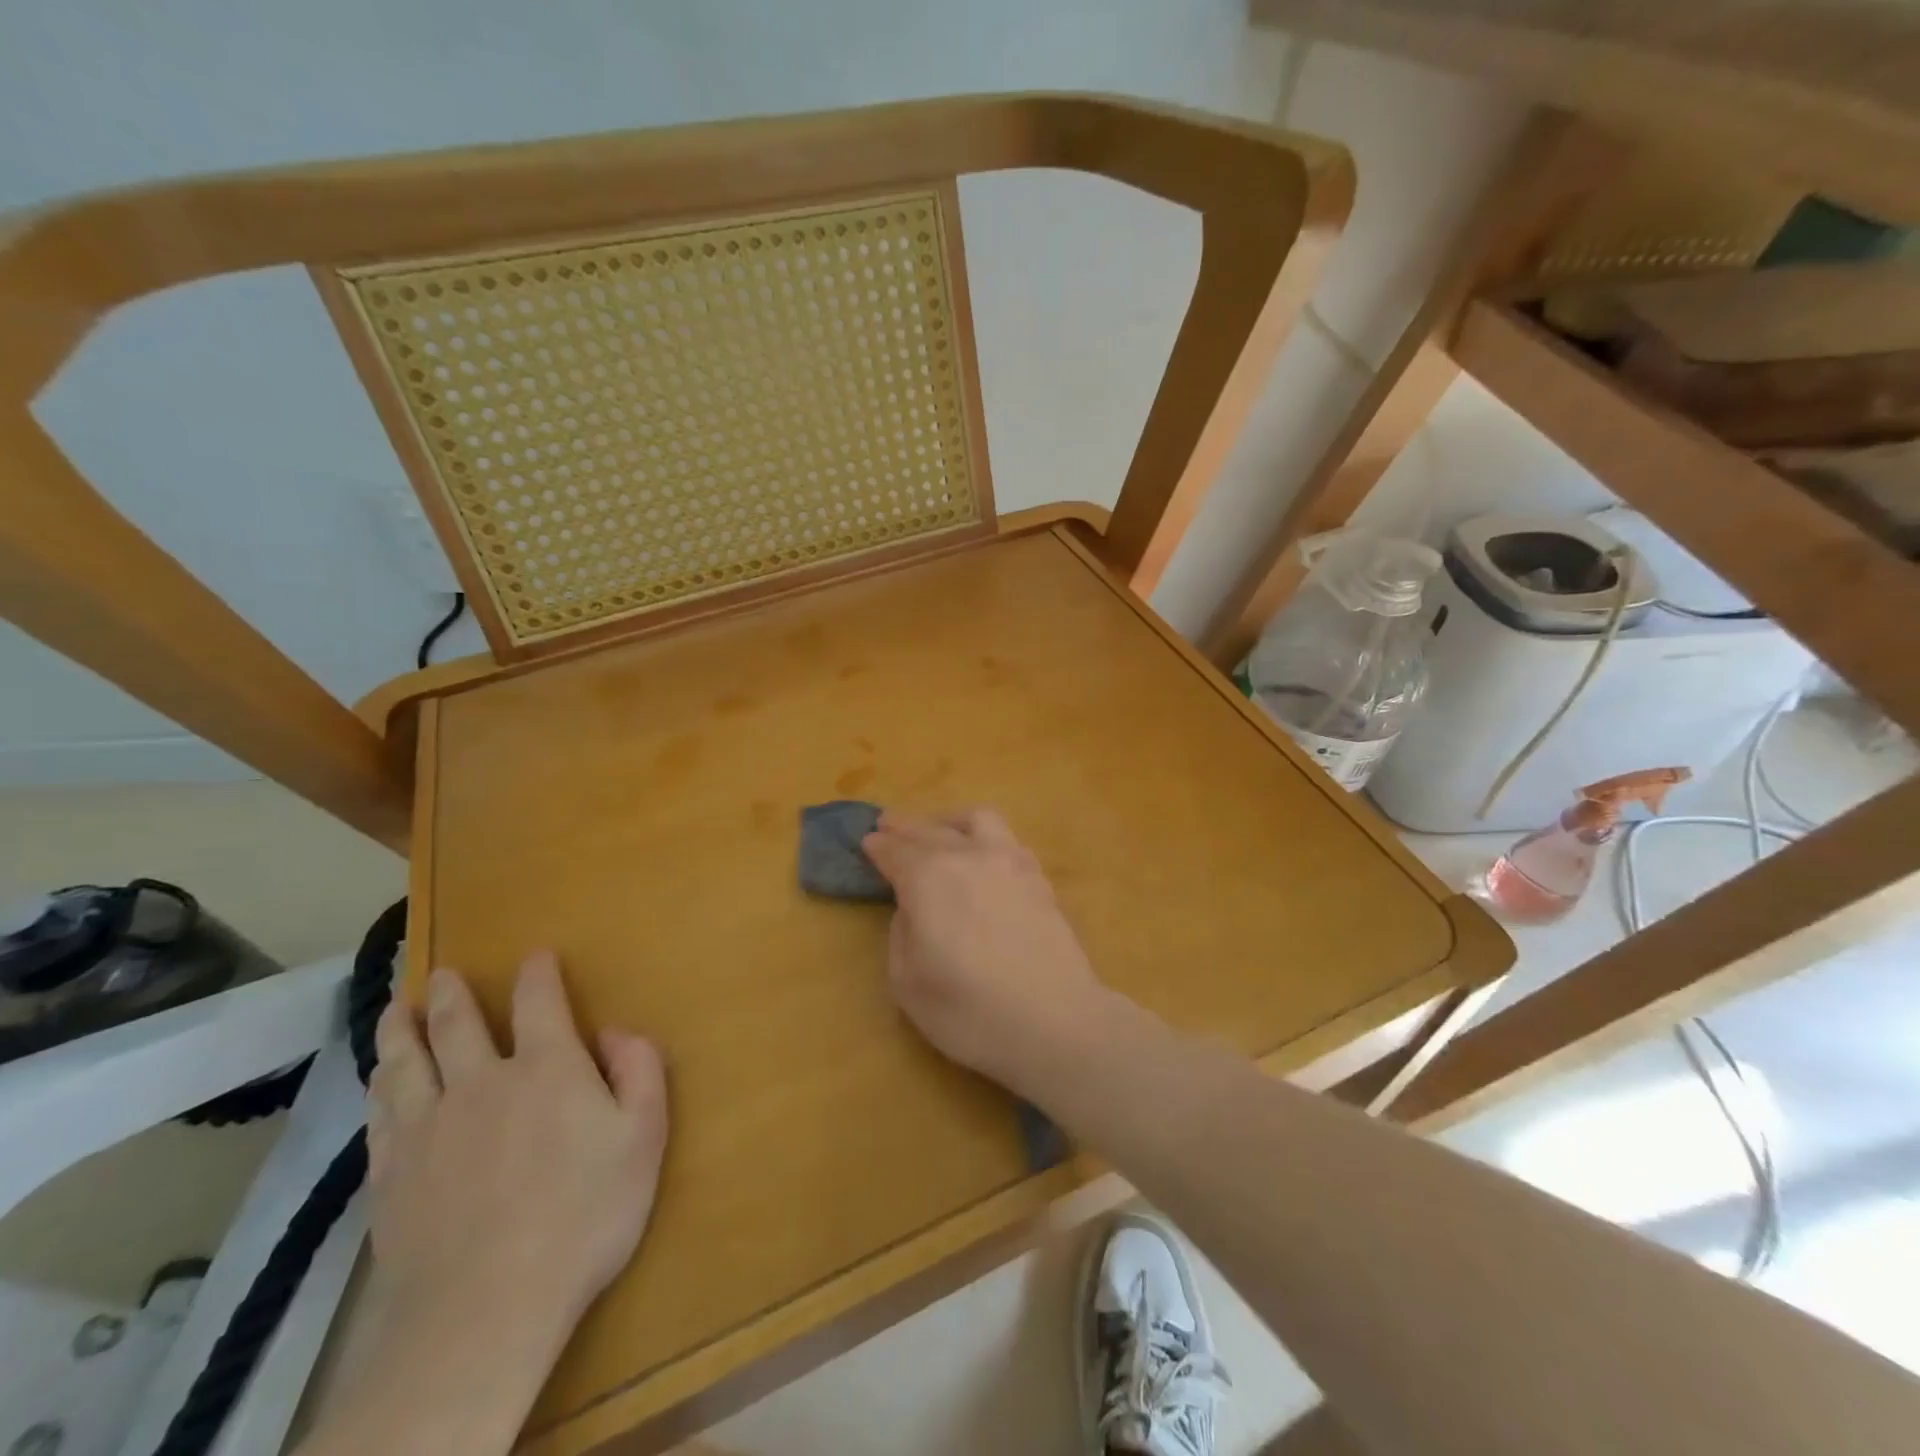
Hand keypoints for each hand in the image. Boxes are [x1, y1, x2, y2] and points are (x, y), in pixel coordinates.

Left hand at [366, 951, 667, 1339]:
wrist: (487, 1309)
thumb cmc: (584, 1215)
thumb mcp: (644, 1136)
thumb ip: (640, 1071)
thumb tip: (616, 1031)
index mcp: (546, 1068)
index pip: (538, 1001)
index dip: (537, 973)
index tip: (535, 955)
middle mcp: (480, 1083)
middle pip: (456, 1024)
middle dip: (450, 993)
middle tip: (439, 973)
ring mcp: (428, 1128)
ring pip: (405, 1063)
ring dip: (401, 1030)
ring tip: (397, 1009)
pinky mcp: (390, 1175)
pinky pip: (379, 1114)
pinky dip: (379, 1087)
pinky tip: (379, 1081)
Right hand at [862, 808, 1108, 1098]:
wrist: (1056, 1023)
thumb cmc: (970, 1011)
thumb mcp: (908, 982)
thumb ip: (901, 933)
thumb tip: (913, 908)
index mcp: (928, 877)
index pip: (896, 850)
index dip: (879, 846)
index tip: (868, 842)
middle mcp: (968, 856)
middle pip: (930, 830)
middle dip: (906, 827)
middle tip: (889, 826)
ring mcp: (1010, 862)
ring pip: (976, 820)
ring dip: (949, 821)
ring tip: (939, 830)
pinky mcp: (1039, 878)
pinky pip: (1007, 840)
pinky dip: (985, 839)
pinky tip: (983, 855)